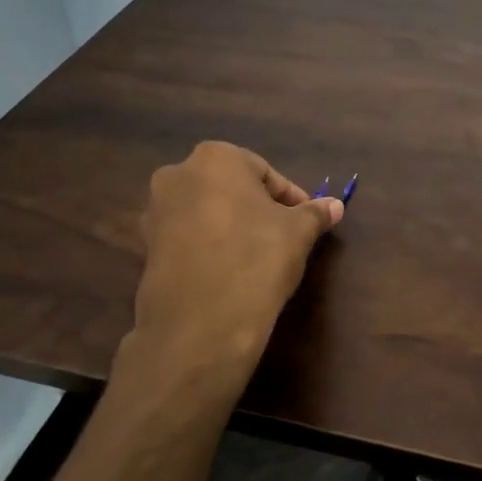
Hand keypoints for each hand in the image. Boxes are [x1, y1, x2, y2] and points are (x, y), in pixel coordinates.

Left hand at [132, 141, 342, 367]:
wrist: (201, 322)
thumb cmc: (257, 258)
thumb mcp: (298, 233)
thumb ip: (315, 213)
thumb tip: (335, 205)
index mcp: (216, 158)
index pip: (265, 172)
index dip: (290, 198)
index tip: (306, 221)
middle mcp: (177, 174)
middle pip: (231, 188)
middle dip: (257, 208)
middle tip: (283, 236)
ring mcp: (155, 212)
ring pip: (206, 212)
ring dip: (231, 227)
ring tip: (256, 256)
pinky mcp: (146, 247)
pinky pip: (188, 238)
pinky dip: (209, 247)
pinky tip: (229, 271)